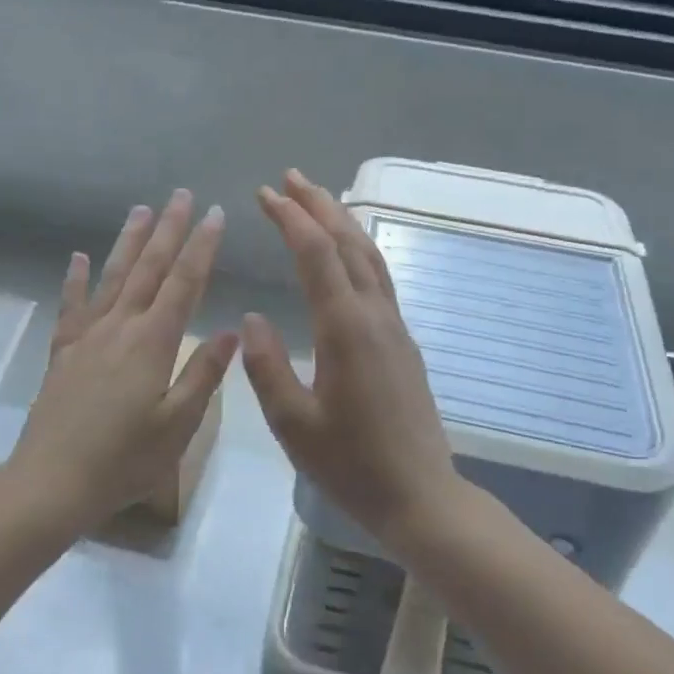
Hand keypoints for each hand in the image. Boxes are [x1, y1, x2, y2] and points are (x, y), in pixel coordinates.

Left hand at [8, 190, 236, 537]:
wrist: (50, 483)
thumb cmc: (124, 460)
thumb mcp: (178, 426)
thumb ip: (203, 374)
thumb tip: (231, 331)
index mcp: (153, 342)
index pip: (184, 283)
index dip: (202, 247)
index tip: (215, 214)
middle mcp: (120, 327)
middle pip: (149, 269)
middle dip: (168, 229)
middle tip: (181, 195)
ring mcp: (87, 337)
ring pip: (112, 277)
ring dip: (129, 242)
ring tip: (140, 210)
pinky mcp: (63, 353)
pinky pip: (71, 307)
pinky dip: (74, 280)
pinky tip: (77, 258)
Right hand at [241, 169, 465, 555]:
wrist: (421, 496)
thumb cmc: (352, 466)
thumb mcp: (294, 425)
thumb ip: (267, 368)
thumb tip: (252, 317)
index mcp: (346, 329)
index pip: (318, 255)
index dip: (291, 219)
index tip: (265, 194)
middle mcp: (375, 316)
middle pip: (349, 243)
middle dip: (319, 205)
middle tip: (291, 177)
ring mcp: (395, 327)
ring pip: (370, 257)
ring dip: (343, 222)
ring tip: (317, 200)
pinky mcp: (403, 342)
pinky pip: (379, 278)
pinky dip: (358, 249)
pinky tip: (346, 254)